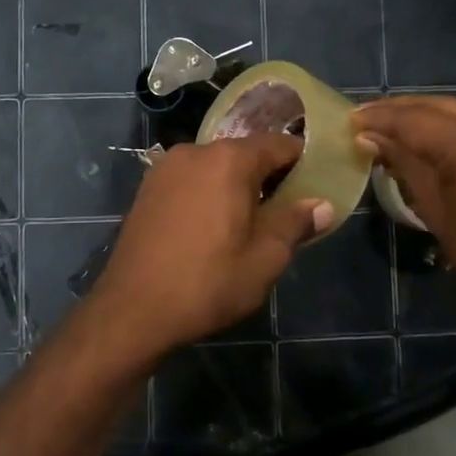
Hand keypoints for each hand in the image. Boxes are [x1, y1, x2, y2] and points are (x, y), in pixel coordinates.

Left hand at [82, 136, 332, 361]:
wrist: (132, 310)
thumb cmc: (207, 283)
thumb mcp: (264, 259)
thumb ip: (295, 223)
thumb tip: (322, 205)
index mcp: (229, 160)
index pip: (279, 145)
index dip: (302, 162)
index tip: (316, 185)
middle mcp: (195, 151)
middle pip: (245, 153)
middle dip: (268, 177)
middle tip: (286, 212)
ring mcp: (166, 168)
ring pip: (216, 166)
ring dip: (236, 186)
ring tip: (249, 222)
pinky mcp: (147, 188)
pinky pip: (191, 179)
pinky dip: (209, 192)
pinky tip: (212, 226)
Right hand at [352, 97, 455, 363]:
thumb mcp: (440, 216)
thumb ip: (406, 168)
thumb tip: (372, 139)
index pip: (413, 119)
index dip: (379, 118)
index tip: (349, 120)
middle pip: (437, 105)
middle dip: (399, 111)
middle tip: (365, 120)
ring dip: (425, 116)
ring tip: (391, 127)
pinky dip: (453, 124)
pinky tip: (431, 136)